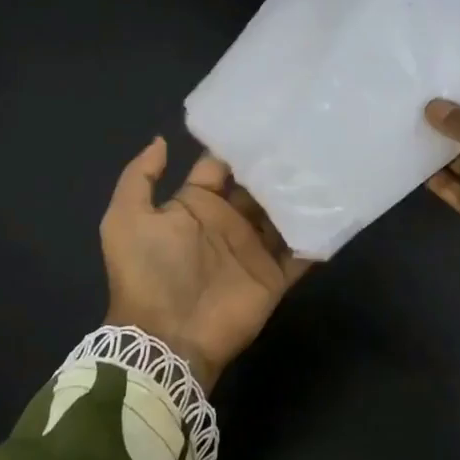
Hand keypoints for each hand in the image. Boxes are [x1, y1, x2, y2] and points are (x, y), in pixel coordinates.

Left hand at [101, 138, 307, 390]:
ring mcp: (252, 250)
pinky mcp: (273, 276)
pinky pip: (300, 253)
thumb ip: (139, 177)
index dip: (238, 147)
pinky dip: (316, 236)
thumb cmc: (147, 273)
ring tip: (326, 166)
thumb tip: (161, 140)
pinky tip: (335, 209)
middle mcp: (227, 223)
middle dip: (276, 166)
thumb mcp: (125, 219)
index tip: (265, 121)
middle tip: (305, 136)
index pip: (220, 167)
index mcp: (195, 206)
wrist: (166, 338)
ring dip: (299, 196)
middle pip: (257, 188)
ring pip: (282, 215)